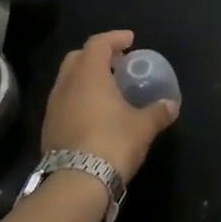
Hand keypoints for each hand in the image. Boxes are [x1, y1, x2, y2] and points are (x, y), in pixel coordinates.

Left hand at [41, 30, 177, 181]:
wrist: (76, 183)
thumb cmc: (113, 143)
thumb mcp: (143, 127)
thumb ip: (158, 112)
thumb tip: (171, 104)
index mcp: (89, 75)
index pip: (98, 43)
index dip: (115, 38)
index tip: (130, 40)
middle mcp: (66, 85)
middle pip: (78, 58)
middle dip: (97, 55)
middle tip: (117, 63)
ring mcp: (53, 107)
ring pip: (68, 80)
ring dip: (86, 78)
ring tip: (107, 89)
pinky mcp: (49, 128)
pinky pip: (64, 102)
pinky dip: (79, 98)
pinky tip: (94, 113)